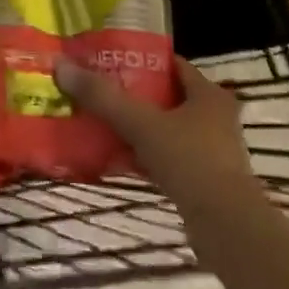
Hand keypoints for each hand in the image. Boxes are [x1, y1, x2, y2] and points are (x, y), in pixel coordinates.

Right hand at [54, 58, 272, 244]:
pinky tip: (116, 159)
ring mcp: (212, 152)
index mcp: (209, 95)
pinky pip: (167, 158)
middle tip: (99, 91)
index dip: (141, 60)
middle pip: (167, 97)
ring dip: (137, 127)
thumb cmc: (190, 161)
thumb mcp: (141, 123)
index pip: (173, 65)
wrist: (227, 228)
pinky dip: (144, 156)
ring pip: (166, 129)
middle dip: (134, 95)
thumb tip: (61, 65)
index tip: (108, 61)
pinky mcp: (205, 181)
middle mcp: (216, 119)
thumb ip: (103, 97)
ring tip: (100, 123)